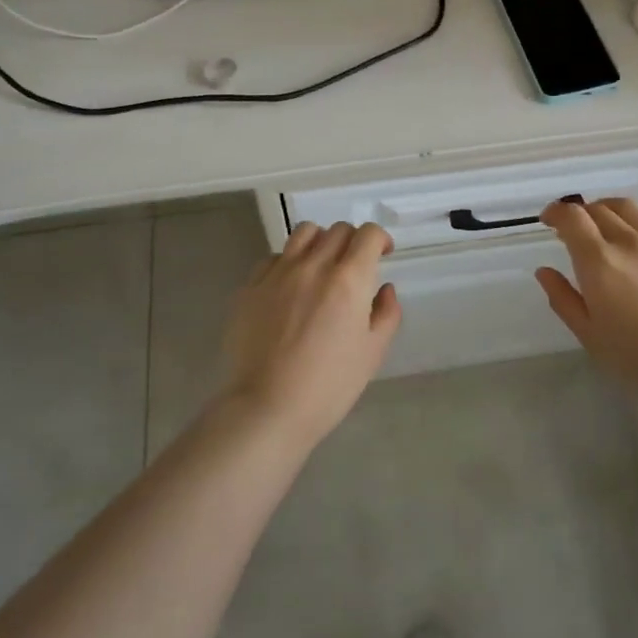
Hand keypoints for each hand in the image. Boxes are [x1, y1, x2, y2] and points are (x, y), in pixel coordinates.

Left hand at [222, 221, 401, 449]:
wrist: (267, 408)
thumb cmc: (329, 386)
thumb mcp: (372, 353)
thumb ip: (386, 314)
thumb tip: (384, 288)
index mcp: (348, 280)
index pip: (368, 235)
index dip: (380, 239)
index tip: (383, 254)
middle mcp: (313, 265)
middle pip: (338, 230)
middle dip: (353, 241)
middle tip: (354, 266)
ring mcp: (278, 273)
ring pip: (304, 233)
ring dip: (320, 241)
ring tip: (321, 266)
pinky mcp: (251, 286)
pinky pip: (274, 258)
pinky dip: (288, 262)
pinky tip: (289, 288)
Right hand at [536, 198, 637, 412]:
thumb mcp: (591, 336)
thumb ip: (563, 299)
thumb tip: (545, 271)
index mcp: (599, 262)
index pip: (572, 217)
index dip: (555, 212)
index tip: (548, 220)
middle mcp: (629, 241)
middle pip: (598, 209)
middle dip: (580, 214)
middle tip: (575, 231)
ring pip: (628, 208)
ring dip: (608, 210)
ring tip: (605, 225)